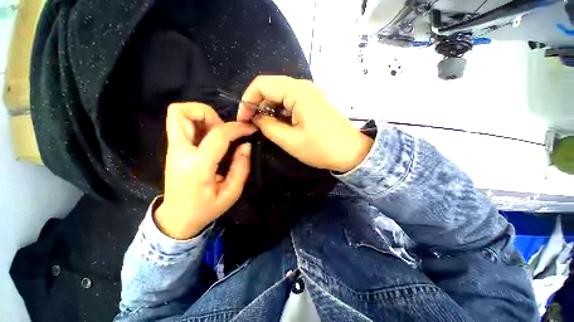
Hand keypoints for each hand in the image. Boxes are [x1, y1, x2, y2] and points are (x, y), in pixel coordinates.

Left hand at [155, 103, 256, 239]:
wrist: (177, 218)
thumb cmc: (205, 209)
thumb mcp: (231, 193)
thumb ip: (241, 167)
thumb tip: (245, 145)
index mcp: (198, 165)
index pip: (218, 134)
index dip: (238, 128)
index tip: (250, 129)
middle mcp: (180, 152)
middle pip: (183, 112)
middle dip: (210, 114)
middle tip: (224, 130)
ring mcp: (173, 149)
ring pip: (178, 113)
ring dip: (202, 116)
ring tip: (218, 133)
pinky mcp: (173, 149)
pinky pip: (181, 124)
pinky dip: (198, 123)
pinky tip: (211, 138)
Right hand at [237, 75, 373, 172]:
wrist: (351, 152)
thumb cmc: (321, 148)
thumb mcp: (290, 141)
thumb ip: (268, 126)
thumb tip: (256, 118)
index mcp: (298, 92)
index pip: (262, 84)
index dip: (248, 99)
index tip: (244, 118)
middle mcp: (304, 86)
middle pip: (271, 87)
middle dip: (258, 104)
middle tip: (254, 124)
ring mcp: (311, 93)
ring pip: (281, 94)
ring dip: (270, 108)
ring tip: (268, 126)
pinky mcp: (315, 101)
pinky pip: (292, 100)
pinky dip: (281, 110)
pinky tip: (282, 123)